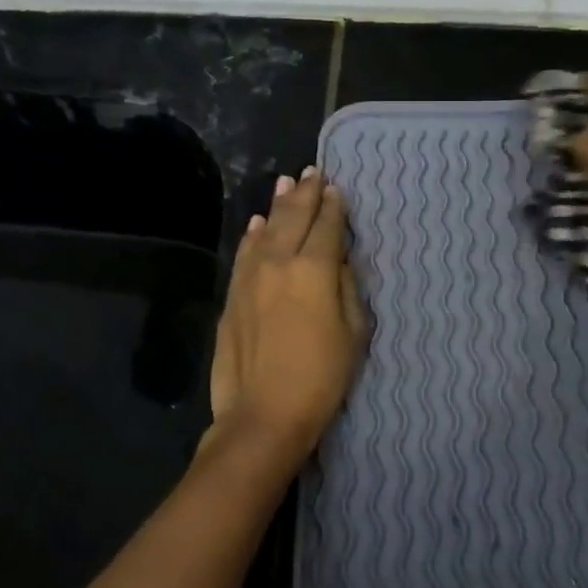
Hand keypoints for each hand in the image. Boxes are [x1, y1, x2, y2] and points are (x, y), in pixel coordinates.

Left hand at [208, 167, 368, 461]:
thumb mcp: (354, 333)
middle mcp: (280, 262)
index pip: (328, 226)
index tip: (337, 190)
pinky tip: (258, 225)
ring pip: (266, 230)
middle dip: (306, 194)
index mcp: (315, 269)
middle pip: (294, 218)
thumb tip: (339, 261)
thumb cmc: (321, 378)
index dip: (334, 206)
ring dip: (278, 206)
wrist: (263, 415)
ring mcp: (251, 278)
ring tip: (287, 185)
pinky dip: (254, 235)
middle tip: (312, 172)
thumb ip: (347, 288)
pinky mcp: (233, 296)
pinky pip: (245, 254)